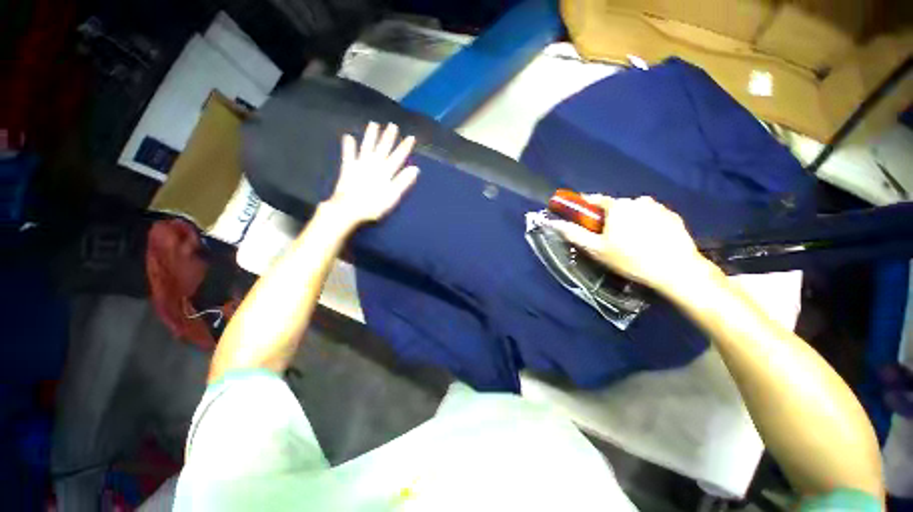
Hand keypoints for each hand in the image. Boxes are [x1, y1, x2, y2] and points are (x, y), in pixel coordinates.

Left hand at [326, 122, 419, 225]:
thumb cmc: (374, 205)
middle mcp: (374, 164)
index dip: (404, 147)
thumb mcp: (393, 196)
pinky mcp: (348, 168)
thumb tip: (415, 169)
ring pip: (367, 147)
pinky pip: (348, 154)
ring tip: (374, 124)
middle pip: (383, 148)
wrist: (349, 209)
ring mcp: (360, 164)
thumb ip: (403, 181)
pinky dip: (348, 146)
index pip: (398, 157)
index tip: (410, 137)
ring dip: (371, 136)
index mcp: (386, 172)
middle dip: (388, 137)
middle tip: (393, 125)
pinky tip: (348, 136)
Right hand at [547, 195, 710, 293]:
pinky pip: (652, 216)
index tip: (579, 213)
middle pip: (616, 207)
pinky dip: (646, 224)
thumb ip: (573, 234)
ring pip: (634, 211)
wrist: (676, 270)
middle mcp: (638, 200)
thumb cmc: (630, 259)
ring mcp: (659, 207)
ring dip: (628, 221)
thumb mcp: (596, 249)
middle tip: (607, 237)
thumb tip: (553, 223)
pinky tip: (647, 241)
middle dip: (608, 218)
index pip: (595, 199)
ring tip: (629, 241)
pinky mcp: (673, 217)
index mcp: (618, 206)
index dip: (584, 205)